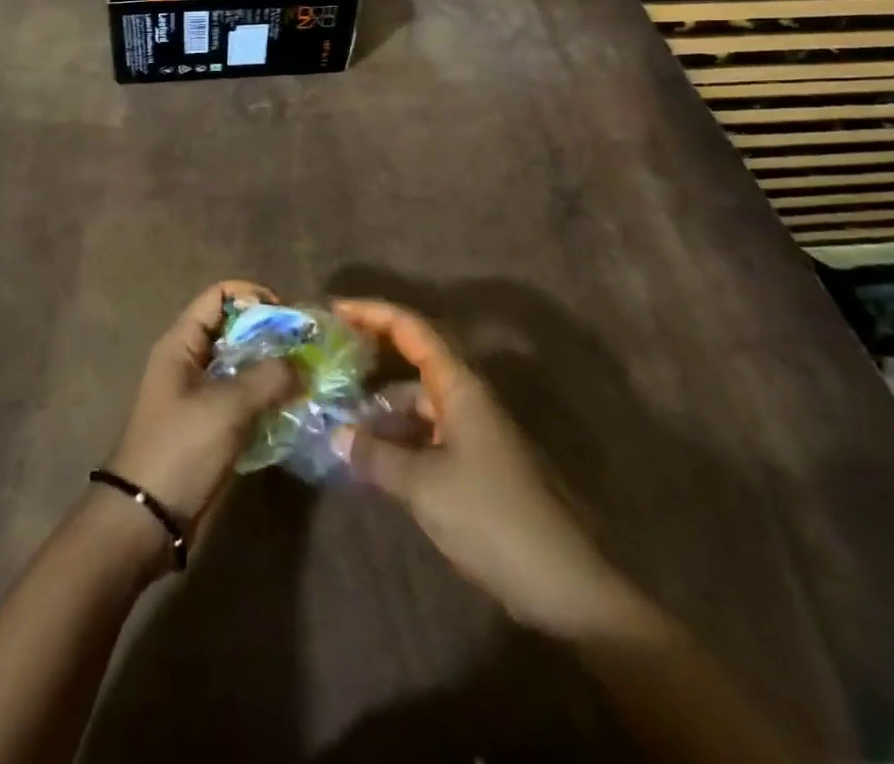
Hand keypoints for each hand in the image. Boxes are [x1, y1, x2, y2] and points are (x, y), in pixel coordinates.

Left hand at [106, 282, 296, 534]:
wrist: (146, 520)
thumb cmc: (180, 449)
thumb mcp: (226, 407)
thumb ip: (267, 377)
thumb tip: (302, 365)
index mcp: (182, 343)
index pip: (219, 295)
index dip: (253, 295)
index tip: (287, 316)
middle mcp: (190, 361)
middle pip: (234, 328)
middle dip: (271, 334)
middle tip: (306, 349)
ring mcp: (199, 394)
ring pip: (242, 365)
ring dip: (272, 368)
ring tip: (307, 378)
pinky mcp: (210, 425)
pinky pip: (243, 398)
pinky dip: (266, 397)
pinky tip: (293, 408)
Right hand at [333, 298, 634, 640]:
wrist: (563, 582)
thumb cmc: (491, 517)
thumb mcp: (423, 486)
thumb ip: (377, 456)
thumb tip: (338, 436)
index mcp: (459, 385)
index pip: (411, 327)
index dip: (372, 312)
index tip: (333, 311)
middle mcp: (467, 396)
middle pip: (415, 356)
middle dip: (373, 352)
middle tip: (330, 359)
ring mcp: (474, 428)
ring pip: (419, 398)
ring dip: (382, 402)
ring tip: (339, 416)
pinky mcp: (476, 461)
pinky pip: (427, 430)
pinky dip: (398, 434)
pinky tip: (372, 456)